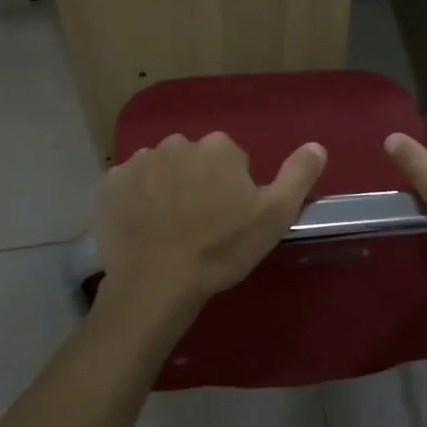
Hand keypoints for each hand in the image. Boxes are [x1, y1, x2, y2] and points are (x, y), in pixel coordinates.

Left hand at [93, 132, 326, 342]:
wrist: (157, 282)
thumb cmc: (221, 248)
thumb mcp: (274, 215)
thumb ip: (298, 175)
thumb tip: (317, 145)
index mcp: (219, 147)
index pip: (231, 160)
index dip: (232, 189)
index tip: (228, 219)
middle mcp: (177, 143)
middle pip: (194, 161)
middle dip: (197, 183)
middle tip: (199, 225)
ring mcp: (139, 161)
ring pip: (161, 170)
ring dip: (166, 189)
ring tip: (168, 229)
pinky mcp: (110, 184)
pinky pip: (129, 185)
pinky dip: (136, 200)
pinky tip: (142, 228)